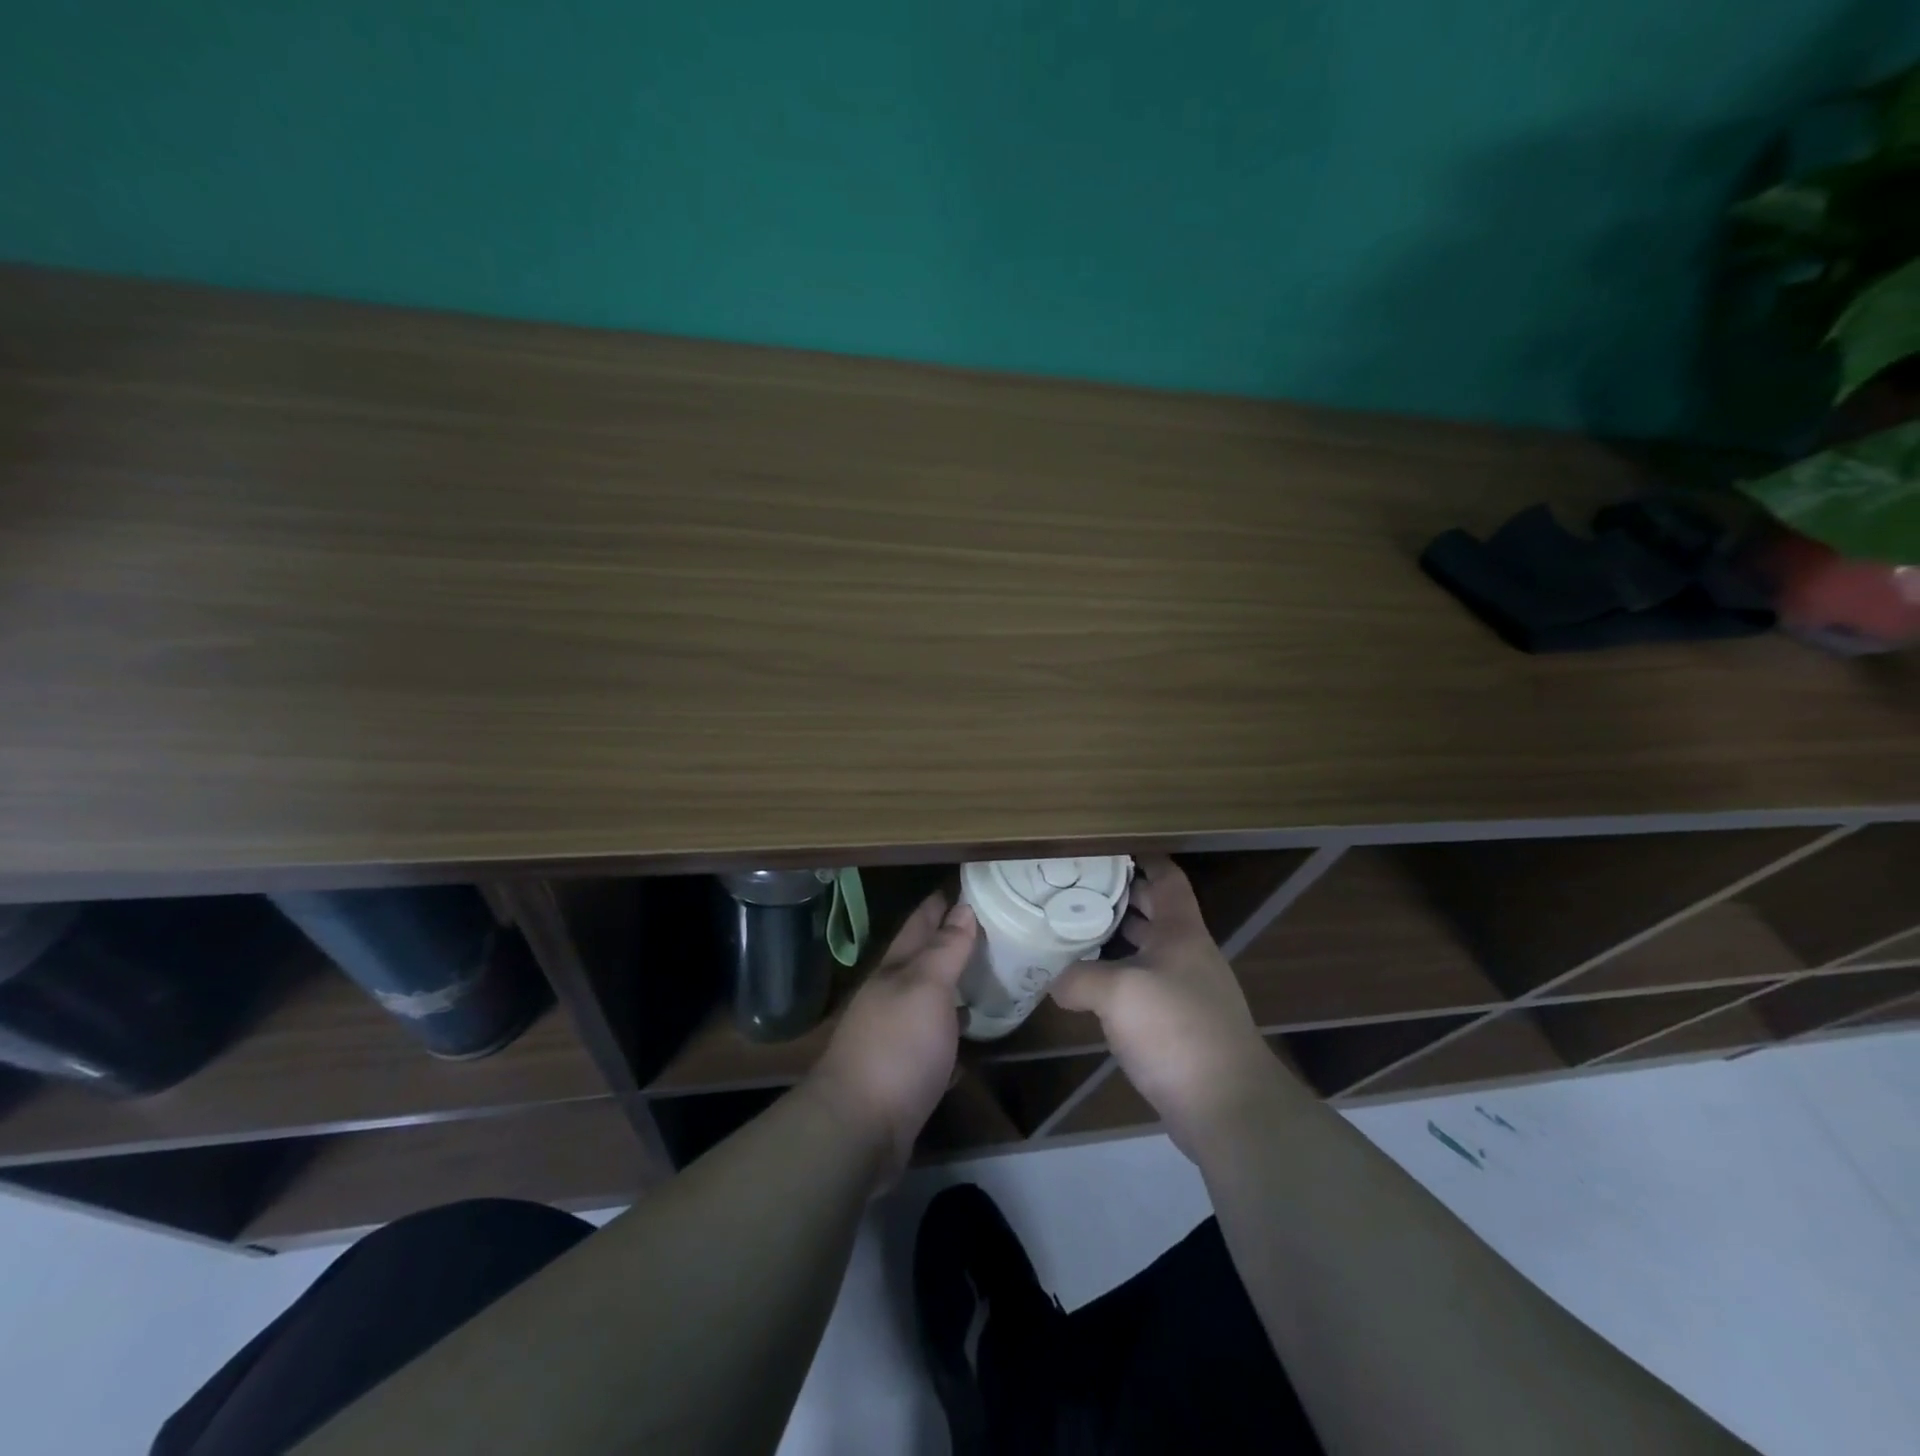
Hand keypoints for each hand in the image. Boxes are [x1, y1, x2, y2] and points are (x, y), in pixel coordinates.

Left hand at [804, 892, 976, 1177]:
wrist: (859, 1128)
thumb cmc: (897, 1046)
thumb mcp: (925, 988)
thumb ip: (945, 949)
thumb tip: (963, 908)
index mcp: (895, 970)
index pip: (920, 924)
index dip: (941, 903)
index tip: (968, 885)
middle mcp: (891, 997)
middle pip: (923, 960)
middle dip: (951, 941)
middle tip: (991, 927)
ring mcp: (895, 1036)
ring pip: (930, 1000)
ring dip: (954, 986)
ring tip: (988, 975)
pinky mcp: (905, 1073)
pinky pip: (935, 1043)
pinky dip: (953, 1034)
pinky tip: (973, 1038)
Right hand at [1051, 856, 1282, 1158]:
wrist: (1228, 1107)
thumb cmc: (1176, 1031)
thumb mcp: (1118, 994)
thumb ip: (1079, 978)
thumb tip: (1055, 981)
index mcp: (1182, 933)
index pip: (1168, 879)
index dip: (1145, 858)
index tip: (1111, 848)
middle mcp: (1189, 955)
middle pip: (1157, 912)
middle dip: (1122, 897)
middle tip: (1078, 889)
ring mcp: (1189, 992)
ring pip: (1150, 951)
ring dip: (1119, 939)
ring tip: (1076, 931)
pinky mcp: (1183, 1027)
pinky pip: (1147, 986)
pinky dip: (1122, 977)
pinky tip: (1093, 988)